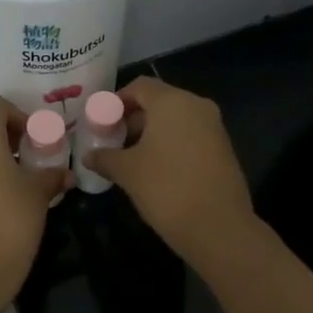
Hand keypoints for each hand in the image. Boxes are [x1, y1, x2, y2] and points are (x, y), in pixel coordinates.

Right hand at [82, 78, 259, 271]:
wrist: (218, 226)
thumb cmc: (166, 188)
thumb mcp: (128, 172)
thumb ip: (105, 158)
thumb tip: (89, 156)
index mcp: (172, 102)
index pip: (140, 86)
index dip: (117, 100)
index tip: (101, 120)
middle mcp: (197, 106)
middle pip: (159, 101)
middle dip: (133, 118)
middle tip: (113, 140)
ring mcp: (214, 127)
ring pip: (176, 119)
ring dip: (152, 133)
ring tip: (130, 157)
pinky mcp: (223, 148)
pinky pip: (190, 135)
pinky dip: (171, 143)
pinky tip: (156, 168)